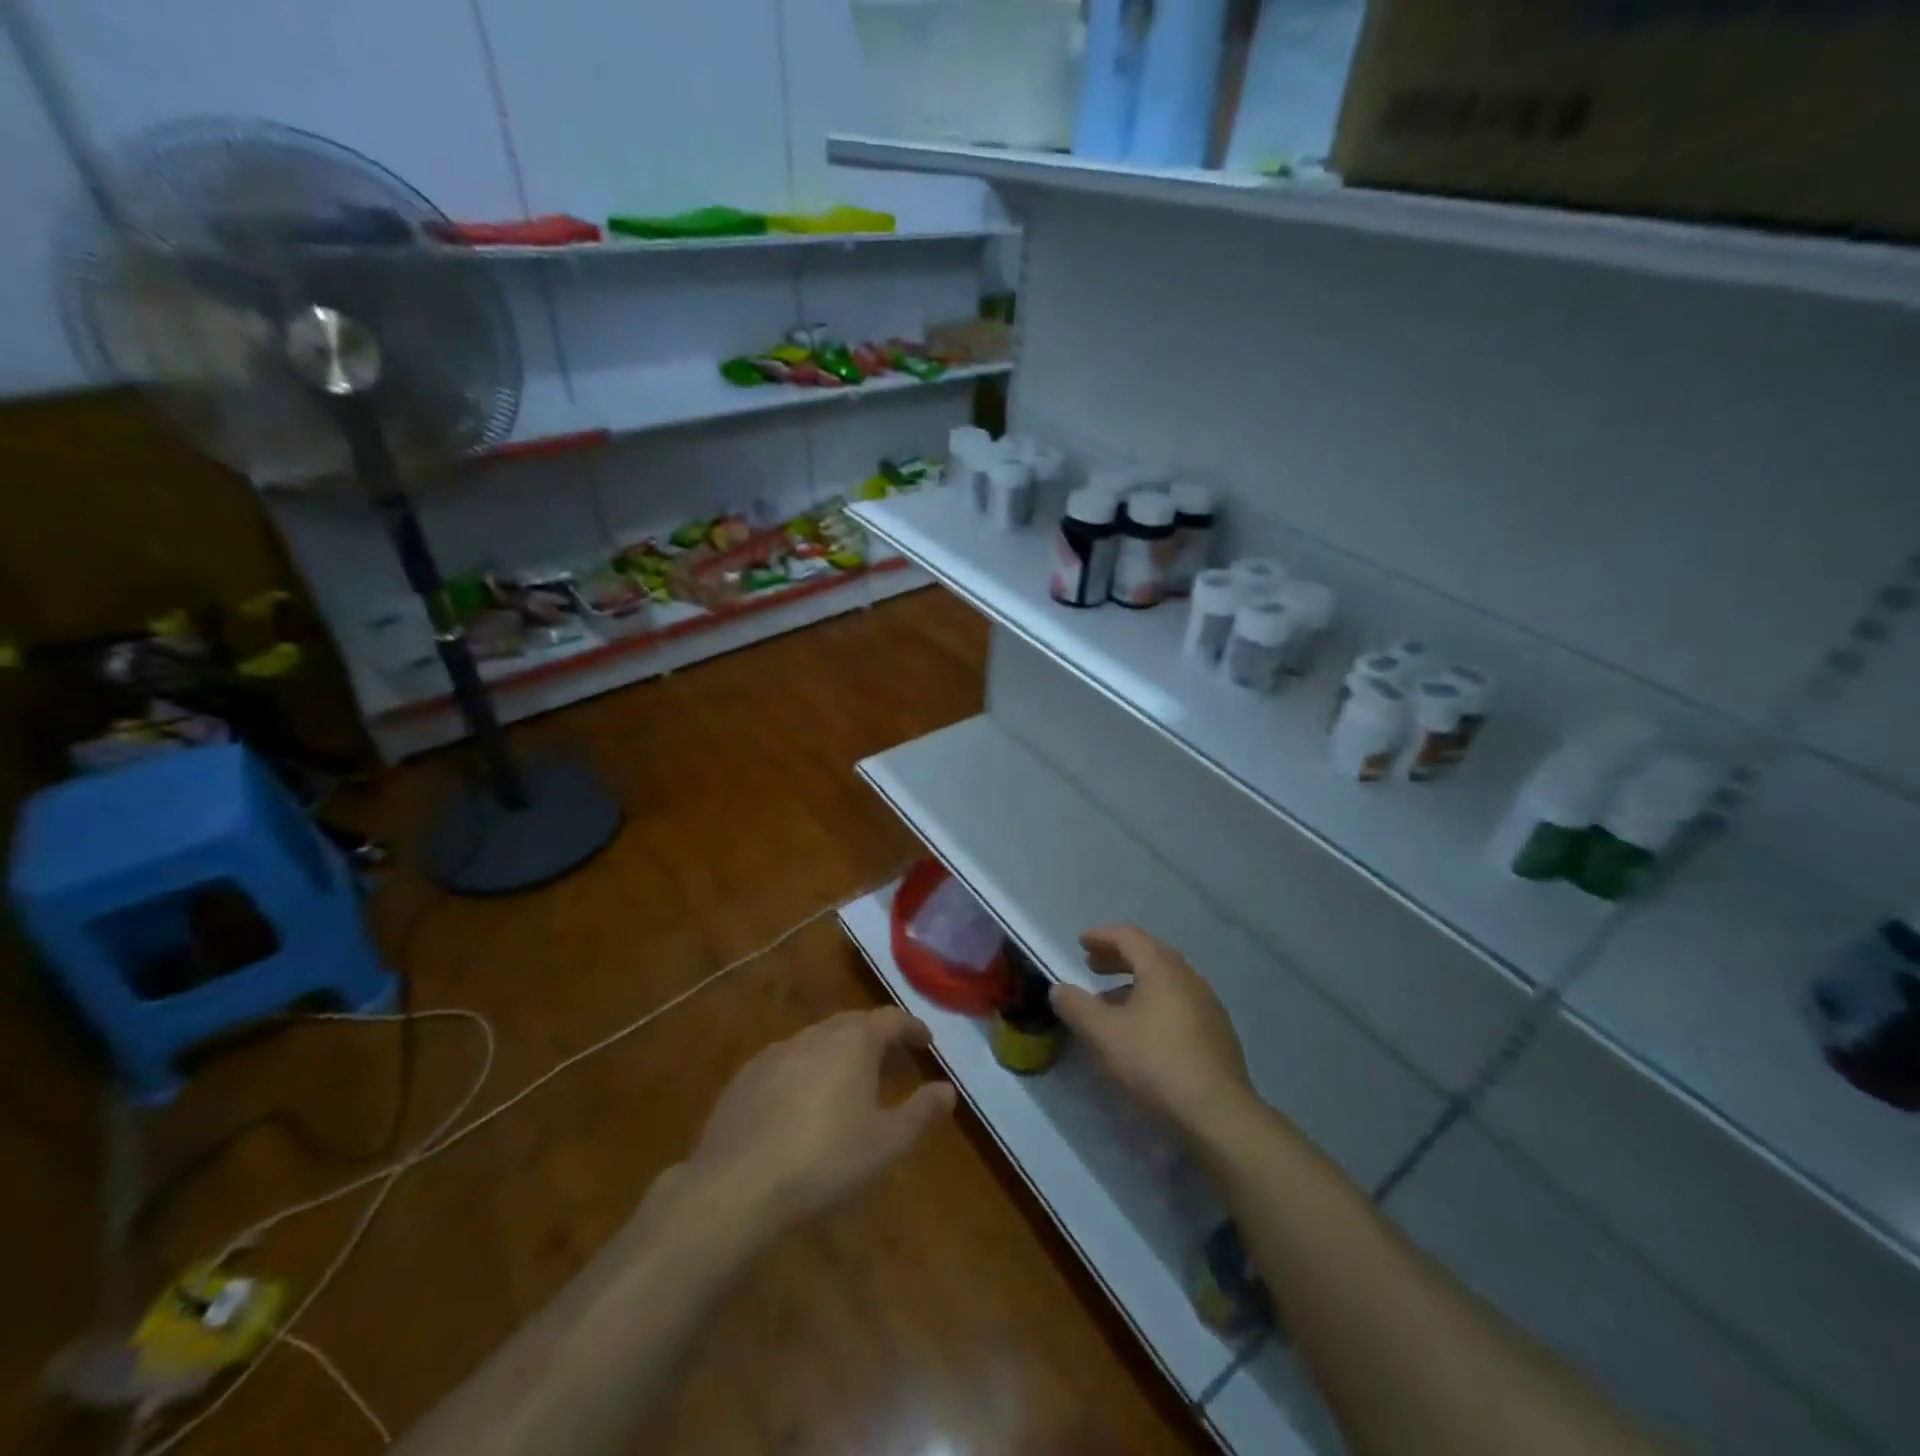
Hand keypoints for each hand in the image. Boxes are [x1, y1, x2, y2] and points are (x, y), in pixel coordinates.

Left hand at [684, 1007, 956, 1233]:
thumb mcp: (886, 1143)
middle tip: (893, 1062)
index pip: (890, 1019)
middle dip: (877, 1037)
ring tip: (852, 1081)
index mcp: (853, 1043)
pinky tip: (805, 1101)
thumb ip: (921, 1112)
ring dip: (841, 1051)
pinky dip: (808, 1069)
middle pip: (853, 1023)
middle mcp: (815, 1036)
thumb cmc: (824, 1162)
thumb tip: (948, 1090)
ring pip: (818, 1039)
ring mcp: (776, 1053)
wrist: (736, 1187)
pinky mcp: (746, 1077)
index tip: (926, 1042)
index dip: (911, 1027)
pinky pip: (788, 1060)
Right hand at [1050, 925, 1254, 1137]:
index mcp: (1163, 969)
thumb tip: (1059, 988)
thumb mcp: (1103, 1034)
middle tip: (1092, 966)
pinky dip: (1153, 1004)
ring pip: (1165, 982)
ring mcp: (1208, 1007)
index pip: (1129, 937)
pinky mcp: (1217, 1035)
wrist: (1219, 1115)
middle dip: (1118, 958)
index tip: (1081, 942)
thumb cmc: (1155, 1063)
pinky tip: (1142, 1032)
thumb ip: (1076, 1006)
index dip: (1102, 936)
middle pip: (1150, 955)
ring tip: (1110, 1003)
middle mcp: (1189, 978)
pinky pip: (1178, 1004)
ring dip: (1134, 984)